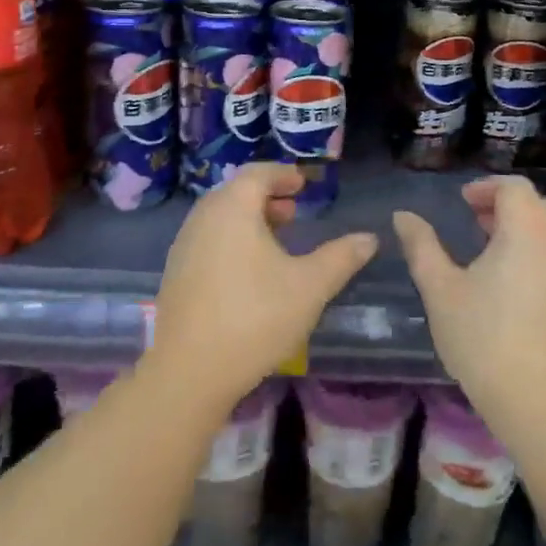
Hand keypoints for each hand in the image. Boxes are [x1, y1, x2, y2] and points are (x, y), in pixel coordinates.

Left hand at [150, 163, 376, 415]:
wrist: (188, 371)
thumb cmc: (254, 317)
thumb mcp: (309, 287)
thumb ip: (340, 258)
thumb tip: (369, 238)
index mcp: (233, 207)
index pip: (258, 173)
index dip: (283, 175)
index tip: (303, 184)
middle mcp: (203, 218)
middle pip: (236, 193)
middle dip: (266, 197)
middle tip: (293, 212)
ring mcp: (184, 246)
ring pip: (220, 218)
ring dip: (249, 220)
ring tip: (276, 243)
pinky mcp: (175, 274)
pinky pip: (208, 240)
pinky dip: (231, 240)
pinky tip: (249, 273)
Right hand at [394, 176, 545, 427]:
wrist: (537, 404)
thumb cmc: (481, 339)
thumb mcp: (440, 289)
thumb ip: (421, 245)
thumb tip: (403, 215)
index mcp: (526, 229)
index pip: (513, 187)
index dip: (487, 188)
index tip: (465, 204)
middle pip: (540, 206)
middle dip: (510, 209)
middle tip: (482, 228)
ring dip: (540, 232)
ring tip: (515, 254)